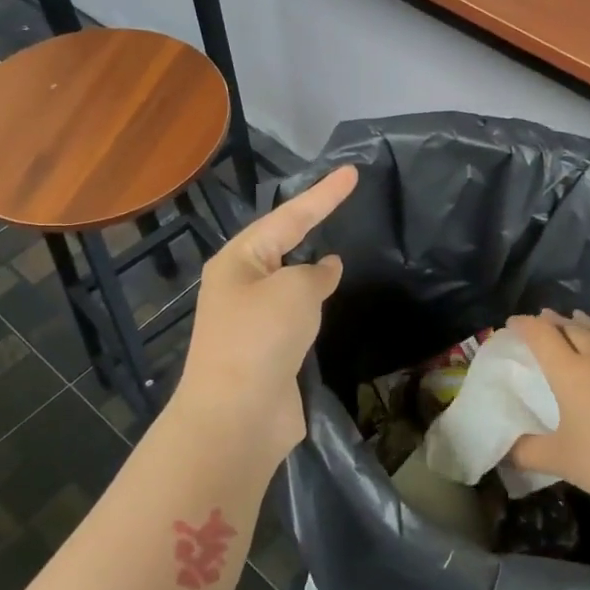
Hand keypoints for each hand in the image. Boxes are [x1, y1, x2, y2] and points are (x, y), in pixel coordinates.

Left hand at [173, 166, 357, 461]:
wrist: (237, 417)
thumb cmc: (261, 339)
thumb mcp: (295, 290)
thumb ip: (315, 272)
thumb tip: (326, 268)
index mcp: (239, 262)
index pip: (288, 217)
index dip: (323, 195)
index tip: (352, 173)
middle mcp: (241, 286)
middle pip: (282, 246)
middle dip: (310, 225)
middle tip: (341, 204)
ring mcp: (253, 322)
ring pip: (289, 284)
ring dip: (311, 271)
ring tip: (339, 255)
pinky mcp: (268, 352)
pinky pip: (296, 317)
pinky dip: (314, 307)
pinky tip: (330, 304)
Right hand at [507, 310, 589, 510]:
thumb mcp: (559, 460)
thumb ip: (527, 453)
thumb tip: (505, 452)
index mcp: (570, 373)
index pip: (542, 337)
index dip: (525, 326)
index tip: (515, 322)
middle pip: (574, 329)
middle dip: (556, 321)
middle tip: (546, 317)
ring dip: (589, 323)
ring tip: (578, 316)